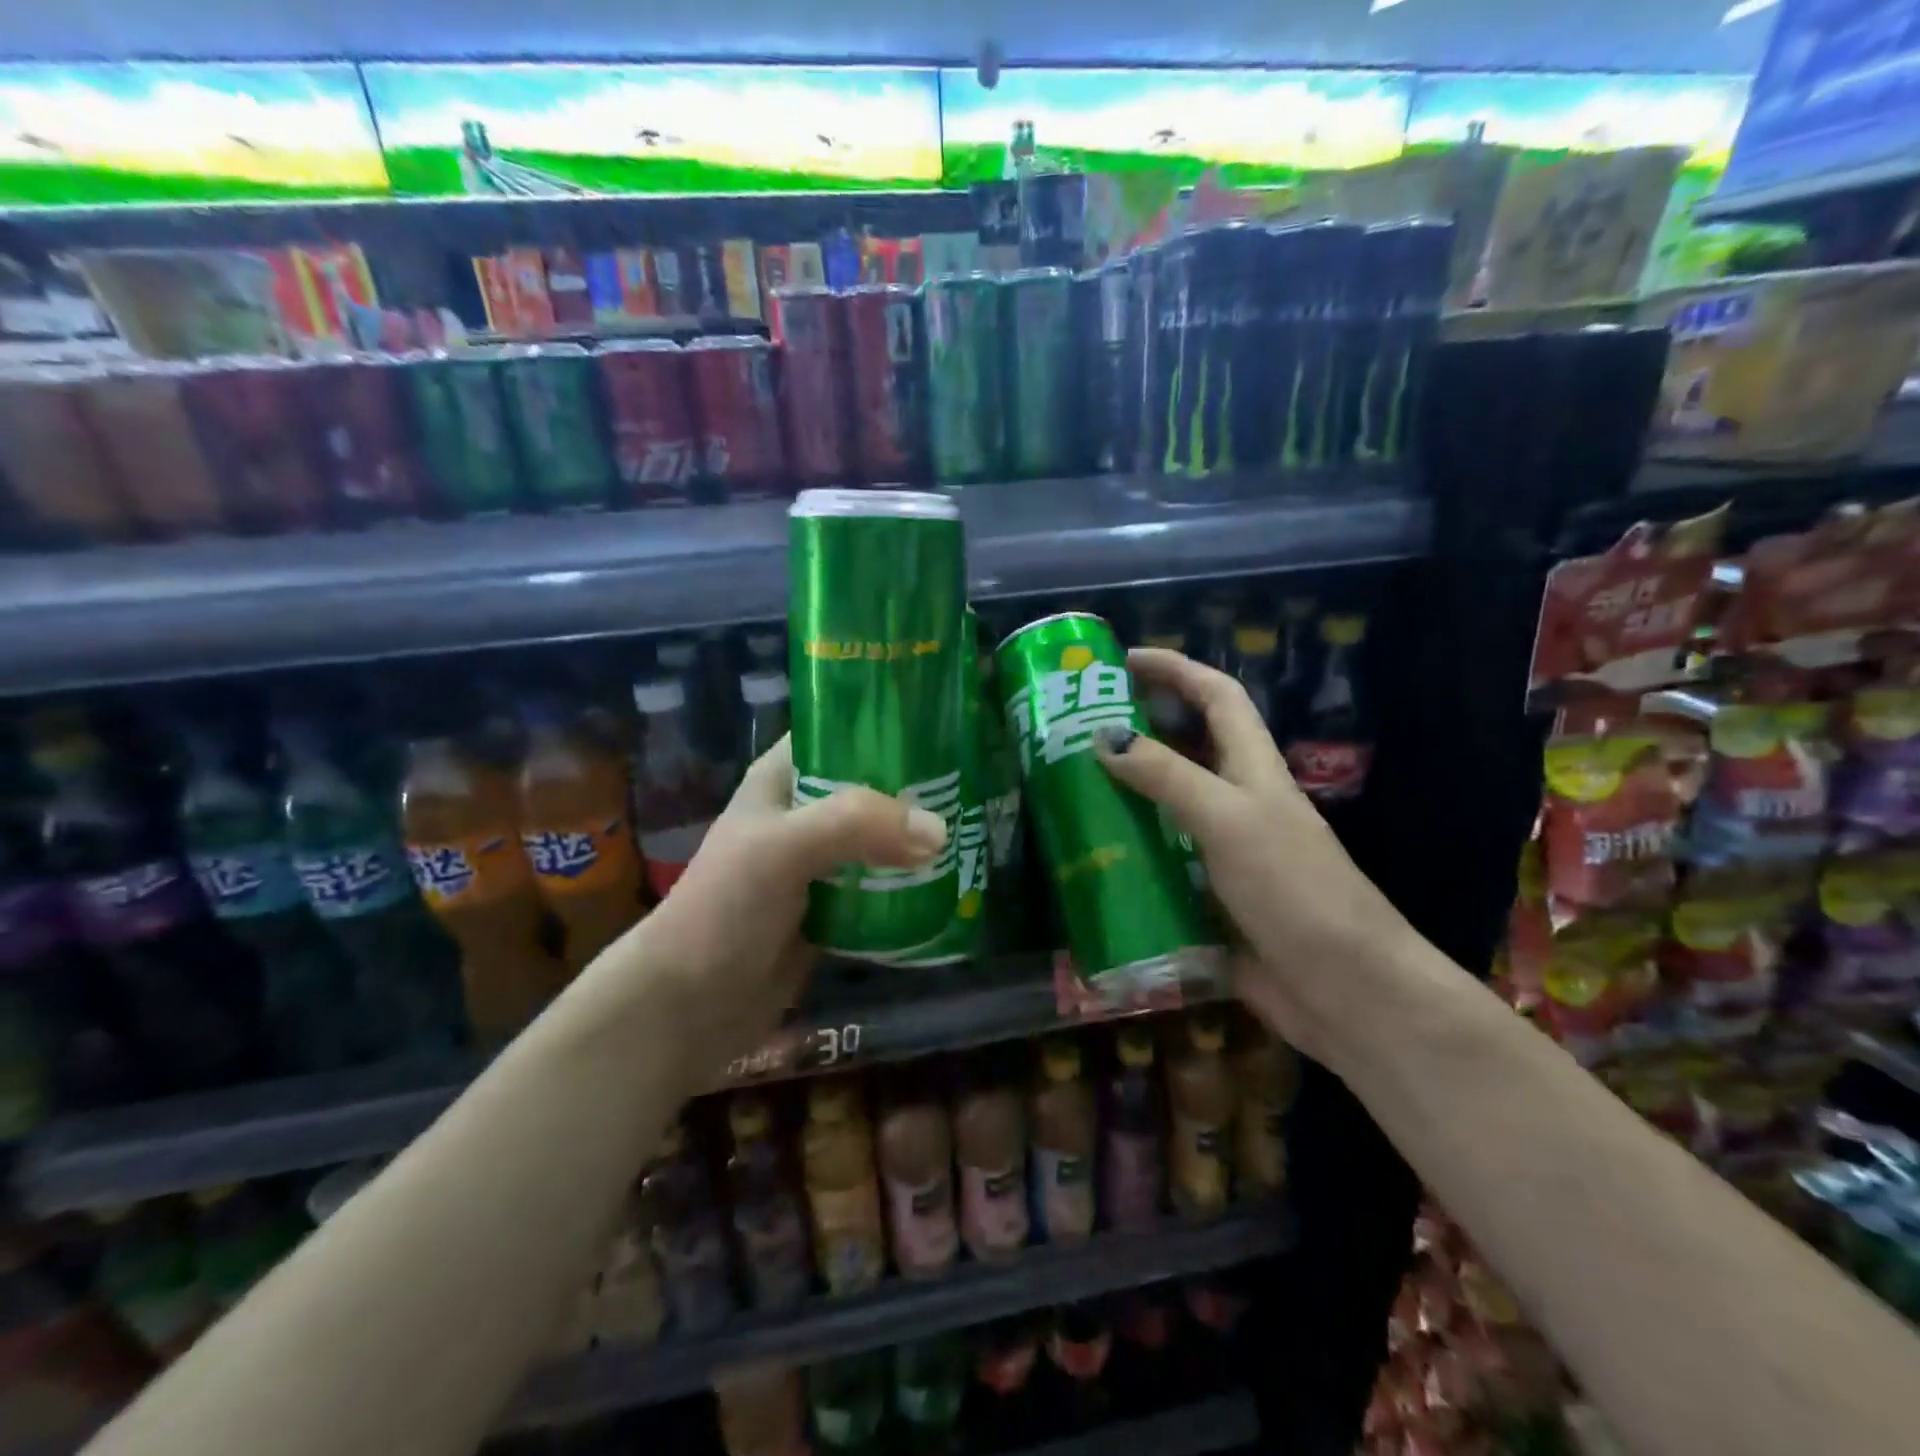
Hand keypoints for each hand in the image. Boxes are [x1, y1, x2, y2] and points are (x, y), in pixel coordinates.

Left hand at [628, 734, 947, 1072]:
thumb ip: (856, 825)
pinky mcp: (836, 906)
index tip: (943, 727)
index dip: (886, 725)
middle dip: (917, 788)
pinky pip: (883, 884)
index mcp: (783, 779)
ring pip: (881, 837)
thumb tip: (939, 831)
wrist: (691, 1004)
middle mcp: (805, 812)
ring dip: (918, 839)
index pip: (840, 731)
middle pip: (871, 786)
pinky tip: (953, 879)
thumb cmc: (725, 908)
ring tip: (974, 829)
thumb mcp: (783, 848)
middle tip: (973, 786)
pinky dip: (912, 883)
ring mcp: (821, 861)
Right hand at [1094, 648, 1412, 1061]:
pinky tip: (1084, 860)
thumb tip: (1103, 736)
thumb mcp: (1228, 820)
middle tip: (1073, 728)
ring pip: (1163, 807)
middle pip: (1184, 748)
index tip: (1122, 660)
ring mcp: (1221, 852)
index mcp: (1252, 769)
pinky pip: (1156, 863)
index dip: (1175, 669)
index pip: (1216, 696)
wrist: (1344, 989)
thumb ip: (1168, 777)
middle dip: (1136, 728)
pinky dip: (1124, 854)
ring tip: (1064, 789)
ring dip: (1121, 794)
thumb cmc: (1294, 889)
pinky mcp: (1206, 896)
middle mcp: (1236, 802)